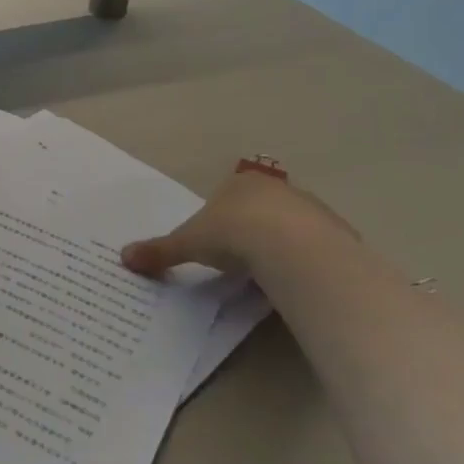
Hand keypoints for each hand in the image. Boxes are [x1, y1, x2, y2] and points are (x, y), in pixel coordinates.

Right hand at [120, 167, 356, 278]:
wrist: (291, 248)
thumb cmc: (233, 234)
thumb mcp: (188, 244)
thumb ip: (160, 250)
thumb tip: (124, 256)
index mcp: (242, 183)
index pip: (229, 194)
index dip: (221, 217)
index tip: (215, 241)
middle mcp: (280, 189)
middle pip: (262, 209)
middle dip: (252, 230)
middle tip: (238, 259)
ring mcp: (313, 210)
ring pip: (292, 227)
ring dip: (280, 246)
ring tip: (266, 275)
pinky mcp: (339, 235)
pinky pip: (316, 249)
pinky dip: (304, 261)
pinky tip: (293, 280)